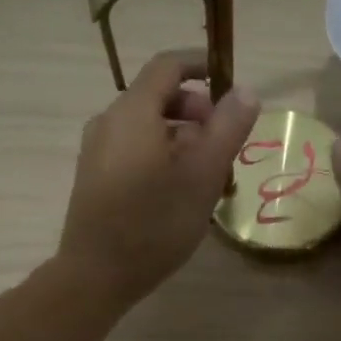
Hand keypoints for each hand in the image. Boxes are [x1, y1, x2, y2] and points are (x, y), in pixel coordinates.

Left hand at [58, 50, 260, 305]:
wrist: (96, 275)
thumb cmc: (155, 222)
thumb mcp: (203, 174)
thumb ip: (228, 127)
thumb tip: (246, 90)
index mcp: (133, 111)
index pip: (168, 65)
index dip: (202, 66)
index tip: (231, 87)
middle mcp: (109, 121)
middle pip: (159, 97)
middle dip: (198, 112)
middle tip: (225, 145)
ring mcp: (97, 149)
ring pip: (148, 127)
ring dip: (183, 138)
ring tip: (208, 175)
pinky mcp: (94, 176)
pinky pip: (134, 148)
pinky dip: (162, 154)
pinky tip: (179, 192)